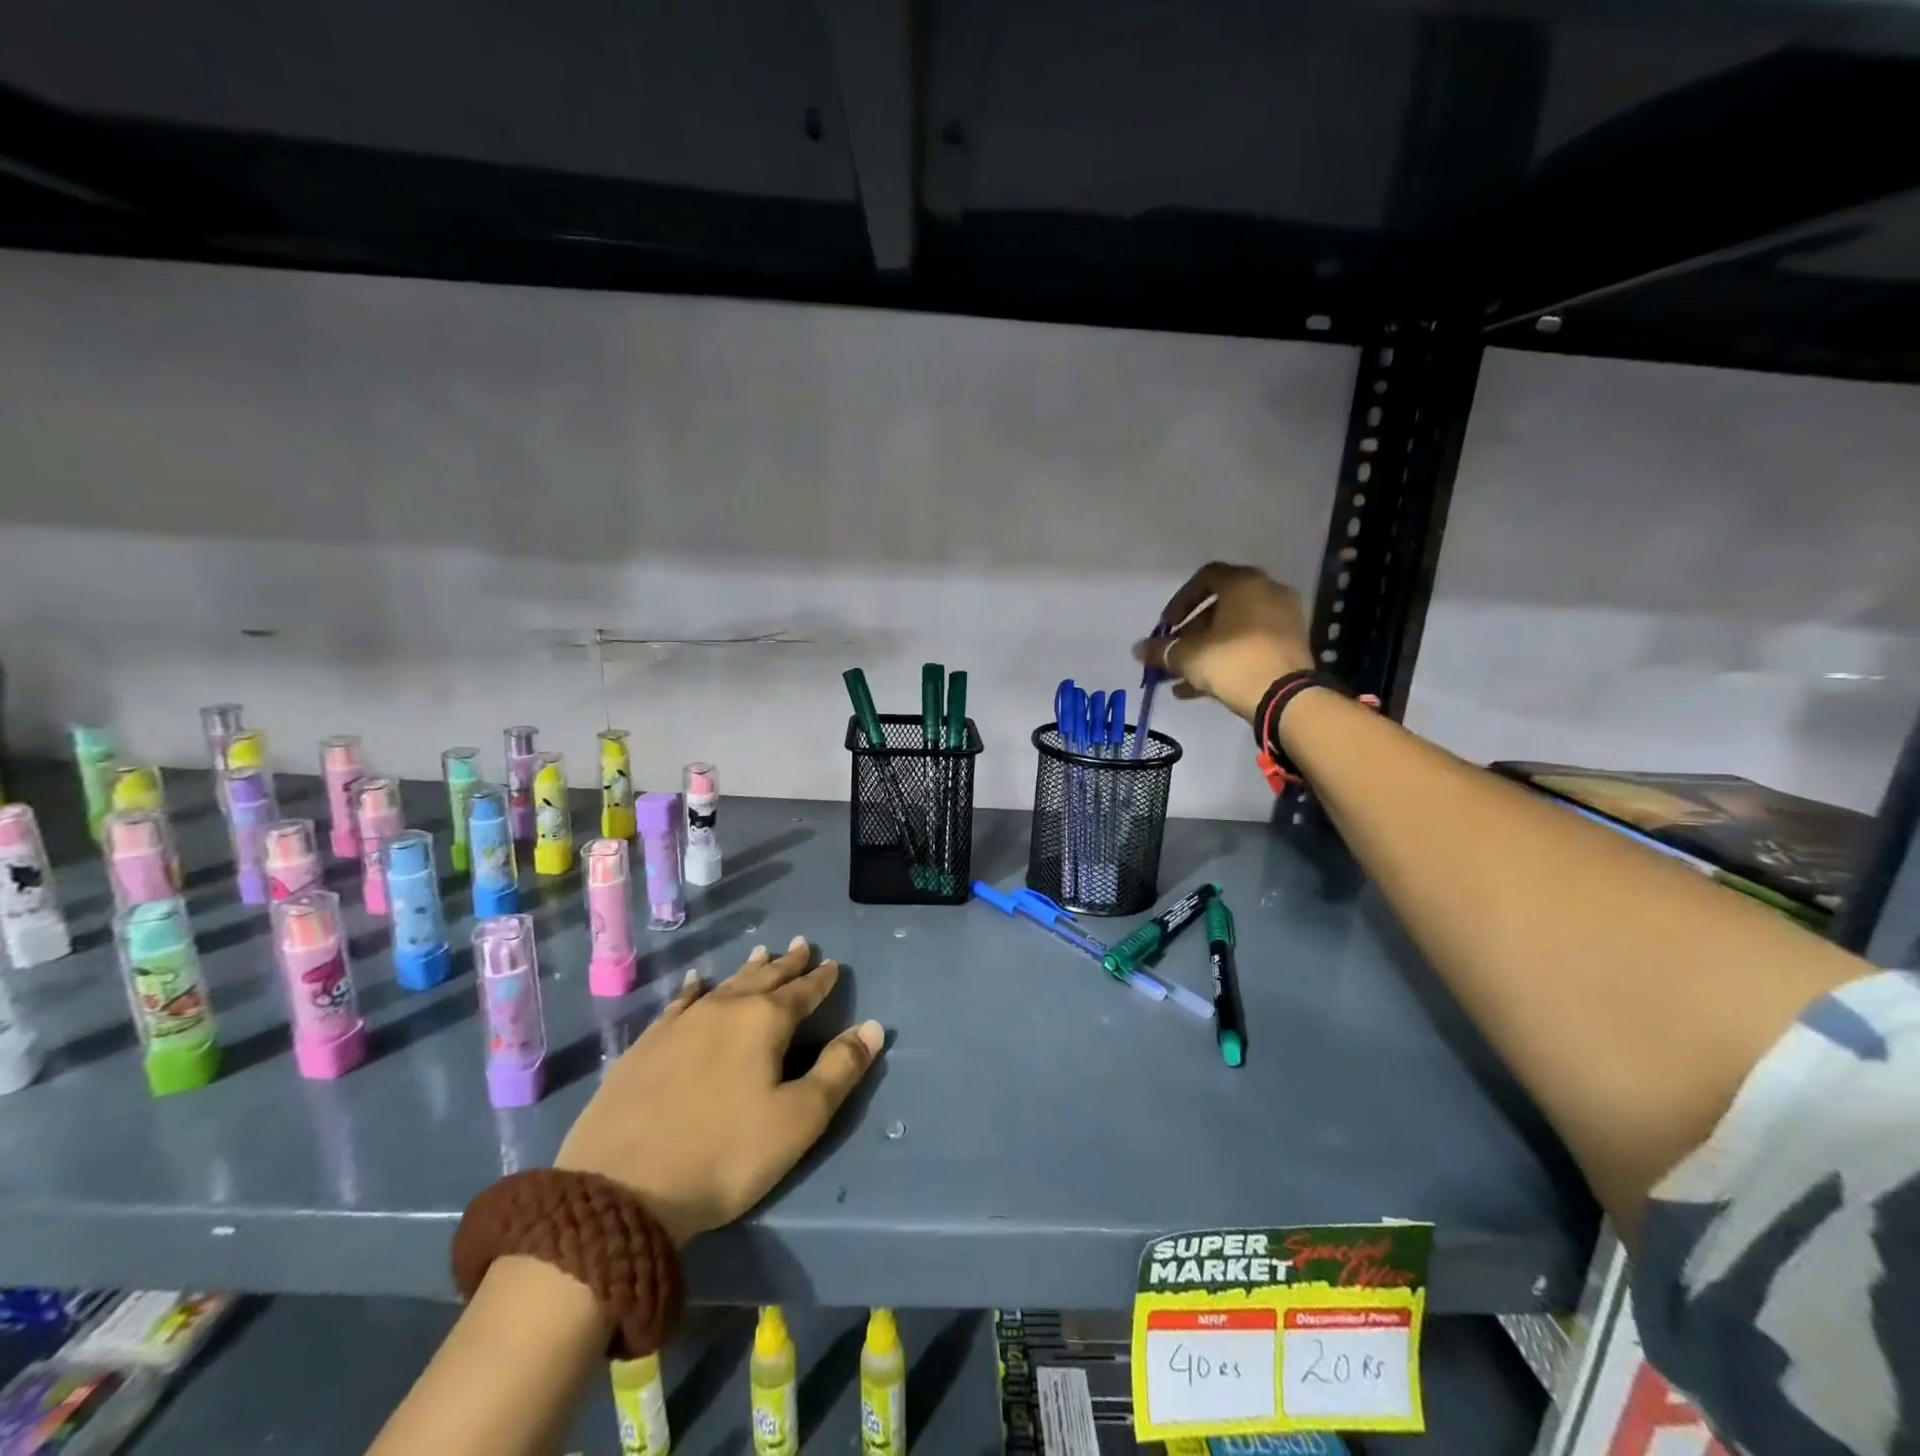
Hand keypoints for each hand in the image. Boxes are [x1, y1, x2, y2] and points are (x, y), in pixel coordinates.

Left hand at [555, 937, 883, 1246]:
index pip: (803, 992)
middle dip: (787, 963)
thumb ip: (839, 1069)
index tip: (833, 964)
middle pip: (764, 978)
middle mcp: (724, 1009)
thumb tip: (872, 1027)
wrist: (618, 1190)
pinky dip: (693, 989)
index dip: (821, 979)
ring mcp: (680, 1024)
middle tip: (802, 944)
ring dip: (747, 970)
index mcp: (764, 1022)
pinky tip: (694, 982)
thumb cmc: (724, 1155)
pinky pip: (679, 1003)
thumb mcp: (798, 1119)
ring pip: (724, 985)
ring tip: (761, 952)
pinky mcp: (645, 1045)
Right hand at [1133, 563, 1313, 720]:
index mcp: (1245, 584)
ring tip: (1179, 677)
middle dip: (1190, 633)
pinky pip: (1249, 647)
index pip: (1206, 577)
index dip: (1180, 601)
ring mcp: (1283, 622)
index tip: (1167, 627)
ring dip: (1204, 651)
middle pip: (1220, 608)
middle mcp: (1268, 594)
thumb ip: (1161, 650)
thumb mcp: (1188, 656)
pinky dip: (1225, 661)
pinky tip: (1197, 690)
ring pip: (1234, 631)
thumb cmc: (1233, 662)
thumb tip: (1138, 649)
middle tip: (1173, 653)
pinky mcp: (1289, 648)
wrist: (1285, 697)